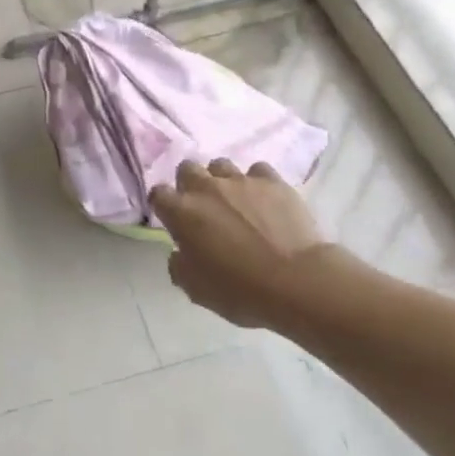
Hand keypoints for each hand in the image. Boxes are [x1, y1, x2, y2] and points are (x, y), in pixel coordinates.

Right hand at [149, 159, 329, 327]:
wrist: (296, 282)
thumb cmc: (240, 290)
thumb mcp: (195, 289)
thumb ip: (179, 265)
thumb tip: (180, 253)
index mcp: (181, 211)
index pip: (158, 194)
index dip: (164, 206)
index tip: (173, 221)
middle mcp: (206, 188)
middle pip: (187, 169)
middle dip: (190, 184)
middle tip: (203, 208)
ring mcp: (241, 181)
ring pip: (221, 165)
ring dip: (222, 181)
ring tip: (235, 202)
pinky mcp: (273, 182)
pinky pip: (258, 171)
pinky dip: (257, 183)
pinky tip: (265, 200)